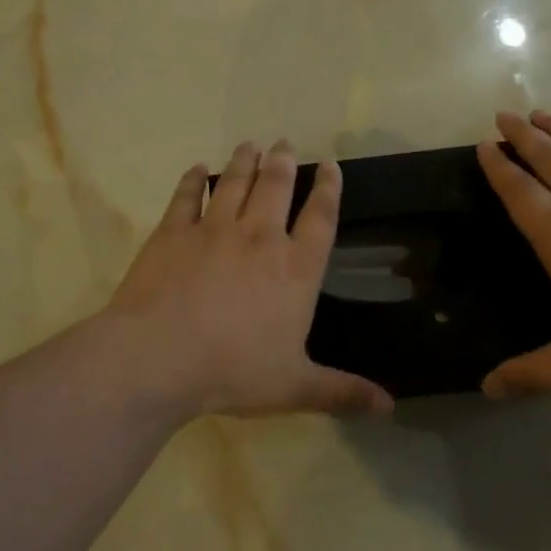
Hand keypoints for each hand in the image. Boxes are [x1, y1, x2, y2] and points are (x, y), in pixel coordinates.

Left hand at [106, 141, 394, 419]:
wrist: (159, 357)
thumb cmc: (234, 371)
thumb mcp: (295, 387)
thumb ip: (342, 392)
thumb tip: (390, 407)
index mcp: (295, 270)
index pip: (320, 219)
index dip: (328, 189)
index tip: (330, 166)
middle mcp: (259, 238)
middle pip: (276, 187)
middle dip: (283, 162)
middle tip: (284, 143)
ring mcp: (214, 230)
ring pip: (234, 182)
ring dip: (244, 161)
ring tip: (250, 144)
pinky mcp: (172, 232)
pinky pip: (185, 196)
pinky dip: (192, 180)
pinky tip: (196, 169)